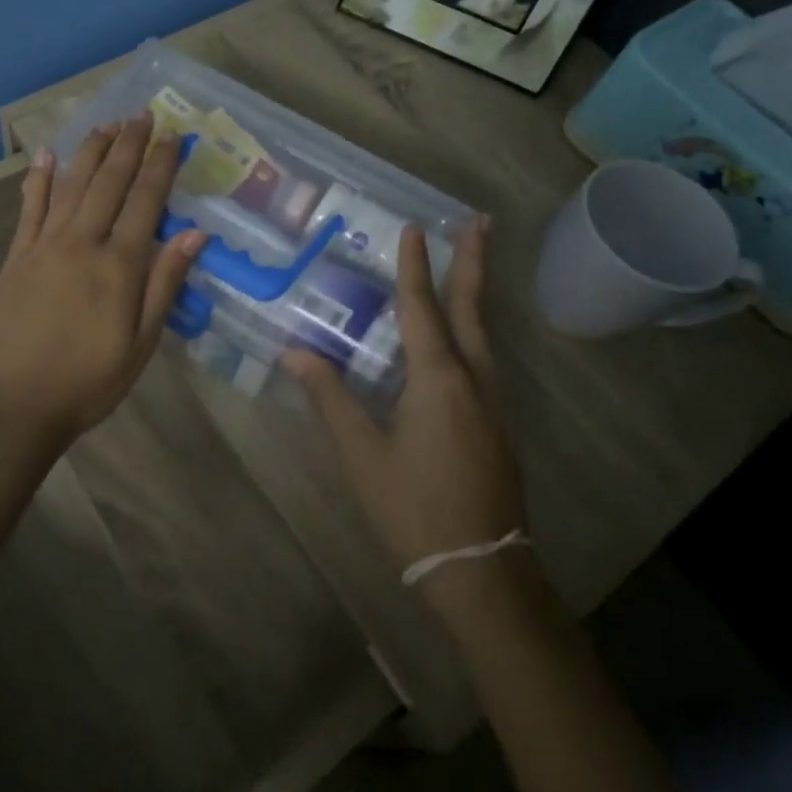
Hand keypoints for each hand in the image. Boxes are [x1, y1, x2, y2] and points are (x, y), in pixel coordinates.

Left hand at [0, 116, 205, 457]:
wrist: (15, 405)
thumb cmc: (89, 382)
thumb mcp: (142, 343)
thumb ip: (165, 284)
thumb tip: (195, 232)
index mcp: (119, 265)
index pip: (146, 201)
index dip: (161, 165)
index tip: (173, 136)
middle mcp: (82, 243)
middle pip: (109, 182)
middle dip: (129, 145)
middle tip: (142, 115)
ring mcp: (44, 246)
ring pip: (71, 185)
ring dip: (91, 151)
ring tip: (107, 125)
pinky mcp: (16, 256)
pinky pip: (30, 208)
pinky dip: (39, 178)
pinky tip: (46, 155)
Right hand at [284, 220, 524, 573]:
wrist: (481, 571)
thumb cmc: (414, 508)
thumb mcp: (362, 454)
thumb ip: (331, 398)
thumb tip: (294, 352)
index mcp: (438, 380)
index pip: (422, 309)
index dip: (414, 268)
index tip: (414, 228)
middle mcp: (473, 381)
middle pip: (472, 310)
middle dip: (474, 263)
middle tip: (481, 221)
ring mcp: (492, 404)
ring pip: (483, 335)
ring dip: (476, 294)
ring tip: (471, 264)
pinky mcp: (497, 426)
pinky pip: (483, 361)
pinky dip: (472, 331)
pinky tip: (460, 340)